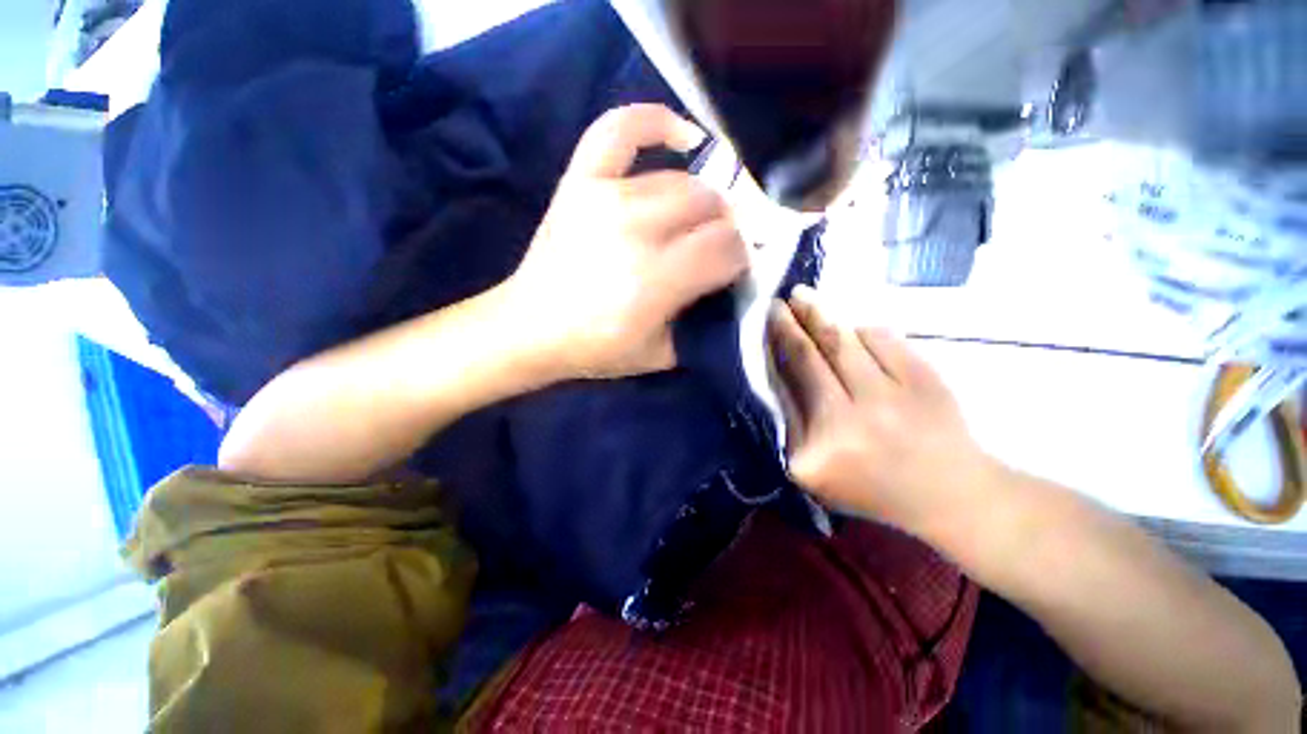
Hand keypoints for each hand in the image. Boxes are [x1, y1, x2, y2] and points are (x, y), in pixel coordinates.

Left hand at [506, 104, 748, 378]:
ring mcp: (606, 197)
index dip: (740, 259)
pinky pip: (622, 129)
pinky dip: (657, 122)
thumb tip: (733, 286)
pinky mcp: (581, 181)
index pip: (727, 247)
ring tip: (696, 223)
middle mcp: (635, 230)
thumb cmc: (596, 348)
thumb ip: (704, 324)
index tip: (733, 272)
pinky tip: (682, 138)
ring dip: (702, 202)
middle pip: (711, 208)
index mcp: (656, 280)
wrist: (531, 328)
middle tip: (715, 251)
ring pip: (682, 181)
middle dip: (725, 231)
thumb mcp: (662, 355)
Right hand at [768, 286, 998, 535]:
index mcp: (818, 447)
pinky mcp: (924, 380)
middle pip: (810, 358)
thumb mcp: (814, 470)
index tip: (767, 323)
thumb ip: (792, 423)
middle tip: (777, 301)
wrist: (950, 493)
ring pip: (844, 341)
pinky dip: (863, 330)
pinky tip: (853, 329)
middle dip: (790, 324)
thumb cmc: (871, 485)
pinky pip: (883, 338)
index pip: (787, 387)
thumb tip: (778, 368)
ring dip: (819, 314)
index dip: (776, 349)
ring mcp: (890, 397)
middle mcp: (850, 420)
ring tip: (802, 297)